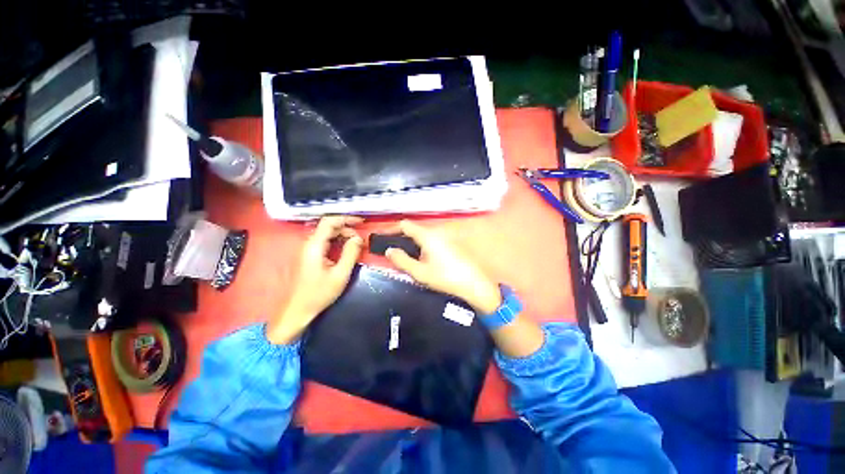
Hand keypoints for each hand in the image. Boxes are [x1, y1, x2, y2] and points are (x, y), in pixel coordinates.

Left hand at [267, 216, 362, 343]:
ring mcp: (307, 250)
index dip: (346, 218)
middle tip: (360, 239)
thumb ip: (350, 253)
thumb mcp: (340, 274)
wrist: (297, 311)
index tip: (362, 222)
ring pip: (327, 234)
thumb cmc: (319, 294)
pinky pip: (324, 242)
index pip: (329, 221)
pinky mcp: (309, 256)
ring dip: (343, 235)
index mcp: (314, 246)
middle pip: (329, 226)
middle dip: (347, 228)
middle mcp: (308, 244)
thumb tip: (358, 238)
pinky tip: (346, 249)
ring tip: (356, 244)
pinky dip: (337, 242)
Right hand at [385, 220, 501, 313]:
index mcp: (427, 236)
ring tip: (404, 255)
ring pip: (423, 235)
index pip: (405, 225)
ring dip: (411, 242)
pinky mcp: (451, 244)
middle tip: (392, 249)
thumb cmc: (446, 278)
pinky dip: (422, 245)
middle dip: (401, 237)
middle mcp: (437, 232)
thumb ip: (402, 260)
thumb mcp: (420, 272)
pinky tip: (421, 258)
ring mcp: (445, 237)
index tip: (383, 237)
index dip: (391, 229)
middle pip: (414, 229)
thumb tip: (390, 250)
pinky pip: (431, 240)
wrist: (474, 284)